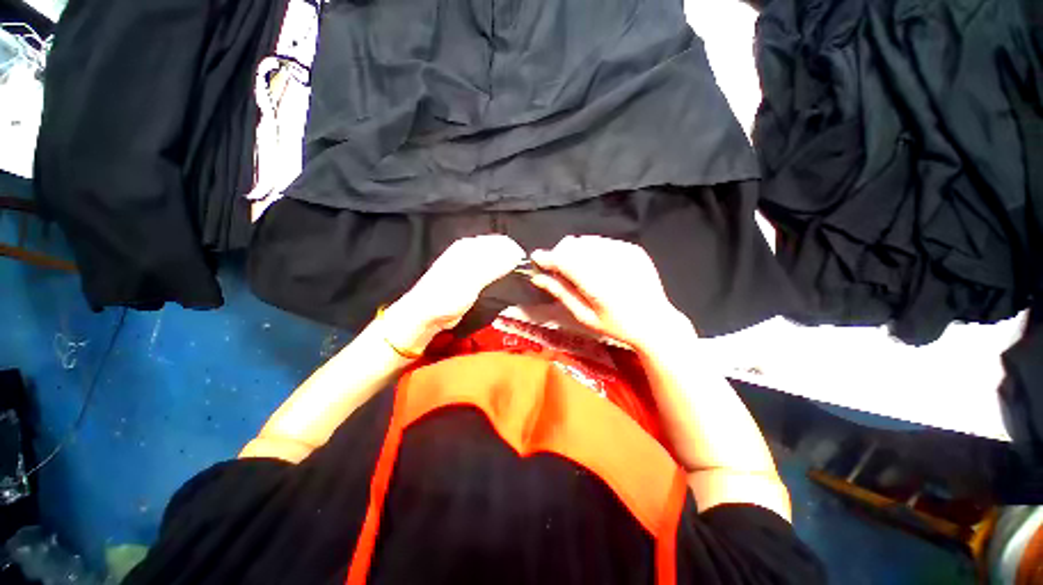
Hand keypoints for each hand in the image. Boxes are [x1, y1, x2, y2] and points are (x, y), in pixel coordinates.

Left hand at [382, 235, 525, 351]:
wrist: (426, 315)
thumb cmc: (447, 296)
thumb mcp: (471, 279)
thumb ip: (493, 265)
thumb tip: (516, 255)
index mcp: (469, 246)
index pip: (501, 242)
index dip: (515, 253)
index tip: (524, 269)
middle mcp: (470, 251)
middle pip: (500, 250)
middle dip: (513, 260)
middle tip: (521, 277)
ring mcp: (470, 265)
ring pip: (497, 261)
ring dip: (508, 269)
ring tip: (515, 282)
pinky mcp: (471, 278)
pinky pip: (492, 271)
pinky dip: (501, 276)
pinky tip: (503, 285)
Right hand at [528, 236, 689, 349]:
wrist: (655, 322)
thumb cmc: (616, 325)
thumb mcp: (584, 316)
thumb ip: (560, 293)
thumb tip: (538, 277)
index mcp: (599, 285)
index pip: (565, 261)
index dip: (547, 258)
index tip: (536, 258)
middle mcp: (612, 264)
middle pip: (573, 244)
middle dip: (561, 255)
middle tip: (560, 271)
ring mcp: (625, 253)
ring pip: (586, 240)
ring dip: (576, 252)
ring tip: (580, 270)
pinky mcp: (633, 249)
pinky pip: (602, 241)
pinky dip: (593, 251)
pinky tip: (598, 267)